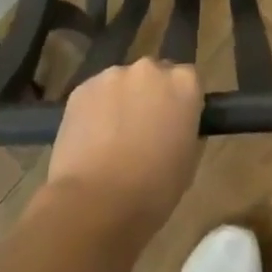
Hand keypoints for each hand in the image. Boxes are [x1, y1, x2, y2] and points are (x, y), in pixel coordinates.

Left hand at [44, 59, 202, 236]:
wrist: (95, 203)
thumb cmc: (153, 190)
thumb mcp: (188, 162)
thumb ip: (186, 130)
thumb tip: (176, 124)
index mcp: (184, 84)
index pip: (189, 79)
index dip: (180, 102)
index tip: (174, 124)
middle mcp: (150, 68)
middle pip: (154, 75)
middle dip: (150, 96)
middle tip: (143, 130)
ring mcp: (113, 75)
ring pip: (122, 83)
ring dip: (121, 101)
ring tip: (111, 139)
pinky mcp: (82, 88)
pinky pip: (95, 95)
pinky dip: (95, 111)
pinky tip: (90, 141)